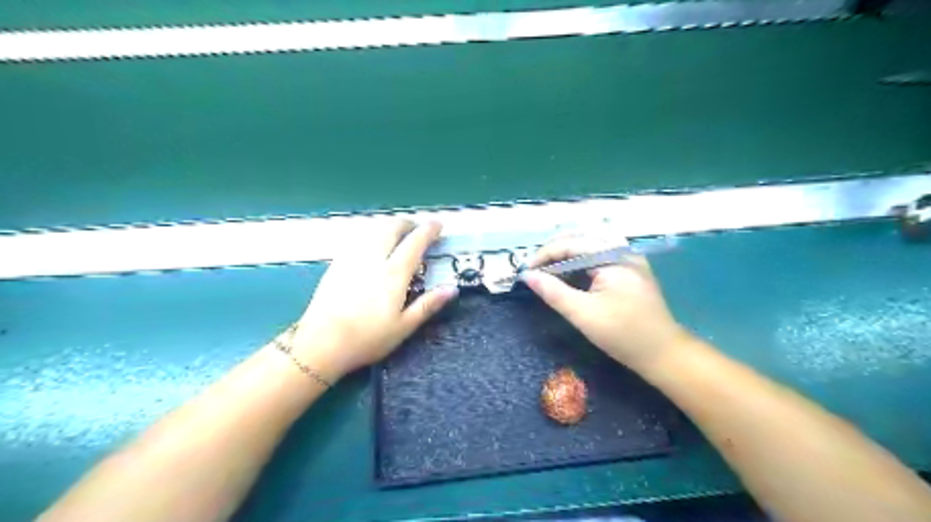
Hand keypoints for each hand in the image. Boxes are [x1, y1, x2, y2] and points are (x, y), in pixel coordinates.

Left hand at [285, 221, 457, 379]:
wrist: (321, 343)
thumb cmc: (367, 338)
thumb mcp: (404, 326)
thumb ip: (428, 304)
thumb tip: (452, 288)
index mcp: (393, 274)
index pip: (415, 243)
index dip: (428, 230)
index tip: (438, 225)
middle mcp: (373, 259)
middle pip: (391, 228)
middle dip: (407, 223)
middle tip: (416, 228)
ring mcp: (352, 258)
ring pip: (372, 229)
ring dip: (388, 225)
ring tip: (396, 233)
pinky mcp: (336, 264)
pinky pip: (358, 238)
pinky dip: (371, 234)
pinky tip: (371, 244)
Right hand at [522, 234, 689, 373]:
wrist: (663, 354)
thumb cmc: (623, 334)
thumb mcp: (583, 314)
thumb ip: (553, 292)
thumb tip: (527, 276)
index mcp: (613, 257)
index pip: (571, 244)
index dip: (544, 255)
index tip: (525, 271)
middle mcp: (622, 251)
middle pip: (580, 240)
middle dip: (554, 253)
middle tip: (534, 271)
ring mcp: (628, 260)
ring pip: (589, 248)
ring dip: (566, 257)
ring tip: (547, 272)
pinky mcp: (629, 271)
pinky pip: (599, 258)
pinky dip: (580, 264)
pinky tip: (569, 276)